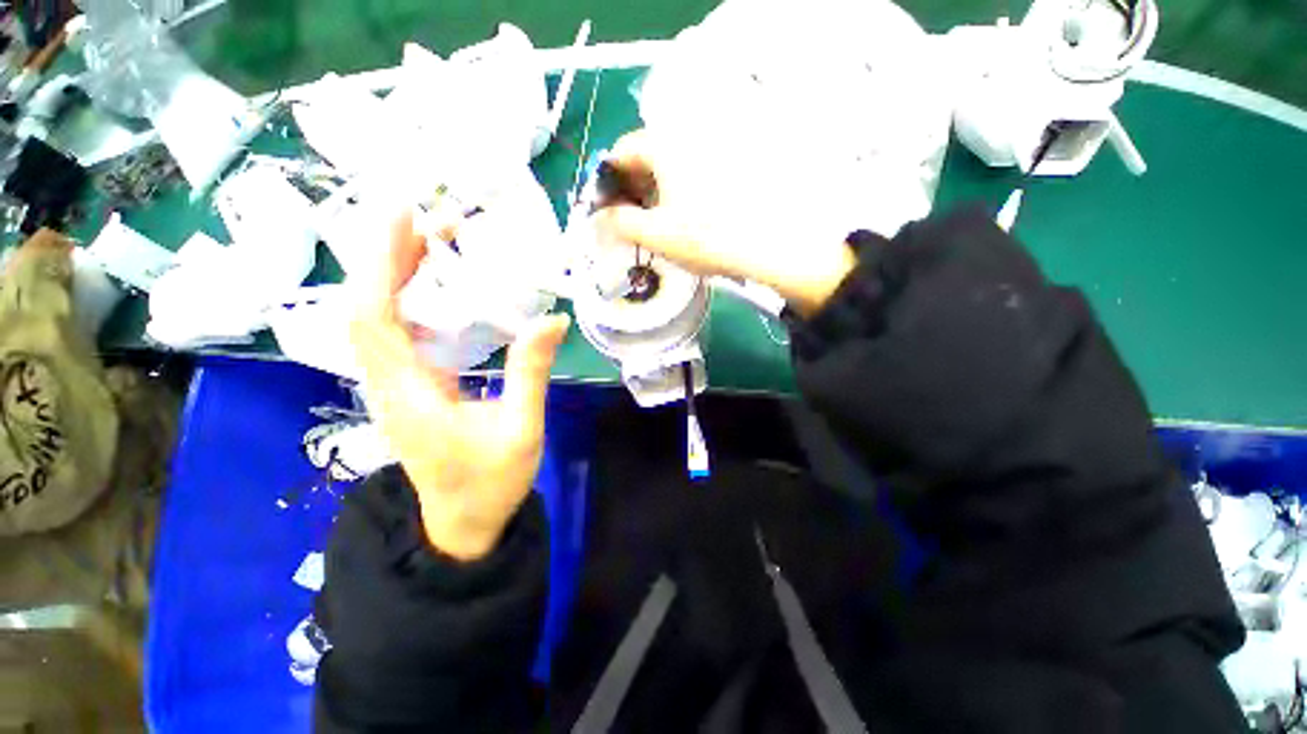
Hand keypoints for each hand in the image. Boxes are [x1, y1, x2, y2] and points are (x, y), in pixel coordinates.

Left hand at [351, 213, 569, 560]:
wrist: (464, 522)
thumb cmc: (491, 481)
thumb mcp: (521, 429)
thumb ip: (530, 372)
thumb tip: (551, 319)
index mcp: (410, 396)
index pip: (376, 319)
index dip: (383, 266)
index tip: (404, 219)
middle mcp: (388, 384)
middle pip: (368, 310)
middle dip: (391, 259)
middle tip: (433, 222)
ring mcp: (394, 386)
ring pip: (377, 320)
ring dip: (398, 276)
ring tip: (435, 243)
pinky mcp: (408, 388)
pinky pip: (395, 334)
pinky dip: (408, 300)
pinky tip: (438, 287)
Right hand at [592, 130, 856, 315]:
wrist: (765, 245)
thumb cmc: (705, 238)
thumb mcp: (656, 234)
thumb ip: (620, 222)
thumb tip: (601, 216)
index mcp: (664, 146)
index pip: (621, 151)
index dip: (607, 180)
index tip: (605, 207)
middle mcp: (687, 138)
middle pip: (645, 155)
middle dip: (630, 186)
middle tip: (627, 218)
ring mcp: (710, 152)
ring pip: (668, 165)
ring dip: (652, 191)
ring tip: (651, 222)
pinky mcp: (726, 167)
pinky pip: (688, 173)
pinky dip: (675, 191)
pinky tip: (678, 216)